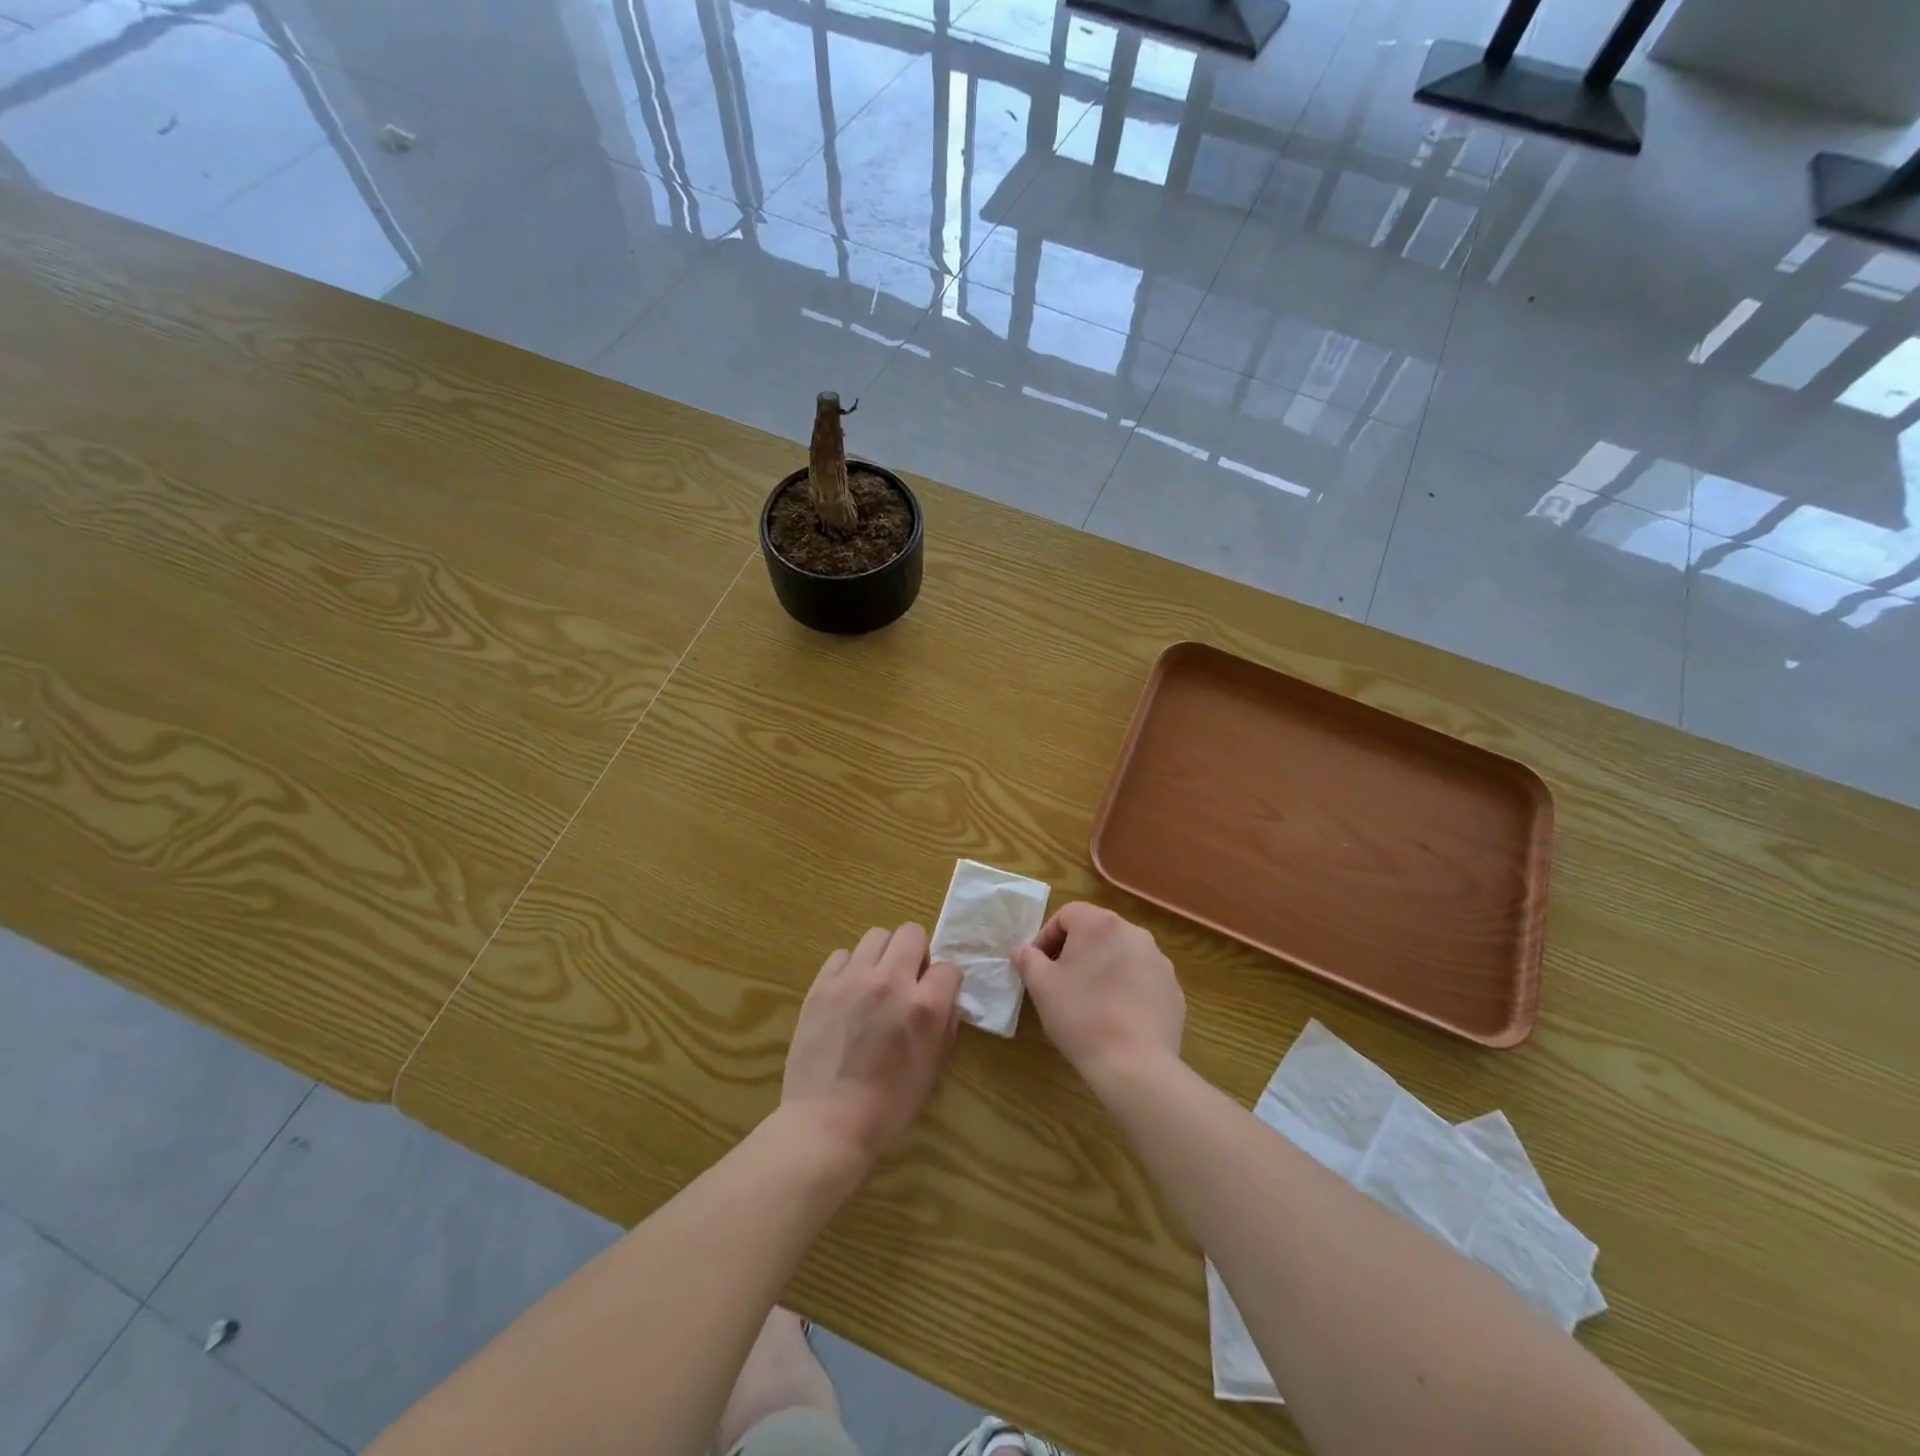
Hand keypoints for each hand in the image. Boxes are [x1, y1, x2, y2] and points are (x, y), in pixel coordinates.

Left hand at [781, 923, 961, 1168]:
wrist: (826, 1124)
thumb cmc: (887, 1107)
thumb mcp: (932, 1070)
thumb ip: (945, 1026)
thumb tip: (948, 1001)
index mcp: (924, 1006)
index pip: (949, 967)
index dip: (946, 983)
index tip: (937, 997)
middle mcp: (891, 982)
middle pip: (912, 933)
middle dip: (917, 953)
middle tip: (908, 980)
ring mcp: (852, 979)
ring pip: (877, 935)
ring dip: (884, 955)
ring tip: (877, 982)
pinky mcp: (822, 985)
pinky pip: (842, 955)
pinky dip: (851, 968)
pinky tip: (849, 994)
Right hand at [1012, 903, 1183, 1091]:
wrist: (1136, 1064)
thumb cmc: (1081, 1016)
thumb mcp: (1042, 987)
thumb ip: (1029, 960)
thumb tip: (1023, 951)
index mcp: (1100, 924)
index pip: (1067, 915)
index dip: (1047, 937)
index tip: (1037, 965)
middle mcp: (1134, 933)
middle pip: (1096, 932)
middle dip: (1075, 951)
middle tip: (1059, 981)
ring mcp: (1159, 961)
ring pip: (1121, 954)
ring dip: (1102, 968)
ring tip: (1088, 1001)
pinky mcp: (1173, 989)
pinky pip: (1142, 979)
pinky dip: (1126, 988)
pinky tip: (1116, 1017)